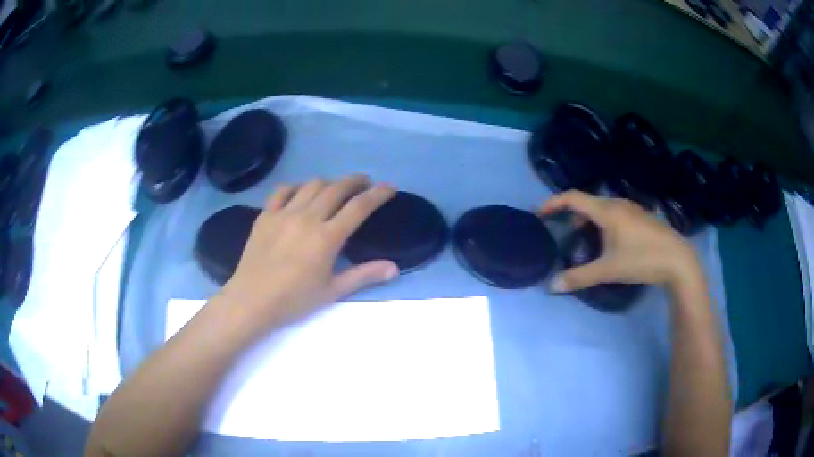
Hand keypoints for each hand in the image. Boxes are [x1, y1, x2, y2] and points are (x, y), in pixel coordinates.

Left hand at [220, 175, 398, 327]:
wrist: (252, 301)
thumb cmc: (294, 300)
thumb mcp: (332, 291)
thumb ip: (364, 275)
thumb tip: (394, 268)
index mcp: (327, 238)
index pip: (359, 207)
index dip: (377, 194)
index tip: (389, 187)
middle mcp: (307, 218)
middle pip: (337, 188)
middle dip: (356, 181)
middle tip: (365, 183)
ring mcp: (284, 213)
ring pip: (312, 185)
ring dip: (329, 182)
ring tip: (336, 189)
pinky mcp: (266, 215)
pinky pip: (283, 190)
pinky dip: (298, 187)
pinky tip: (301, 193)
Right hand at [539, 191, 702, 292]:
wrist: (677, 259)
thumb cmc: (642, 259)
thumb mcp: (608, 270)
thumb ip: (579, 277)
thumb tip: (552, 286)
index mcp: (606, 210)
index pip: (572, 197)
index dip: (553, 202)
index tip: (539, 214)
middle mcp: (617, 203)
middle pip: (587, 202)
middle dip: (571, 214)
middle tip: (562, 232)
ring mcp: (631, 208)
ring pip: (602, 208)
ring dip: (588, 220)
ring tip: (584, 240)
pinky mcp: (640, 217)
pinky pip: (614, 214)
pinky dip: (602, 223)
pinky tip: (609, 243)